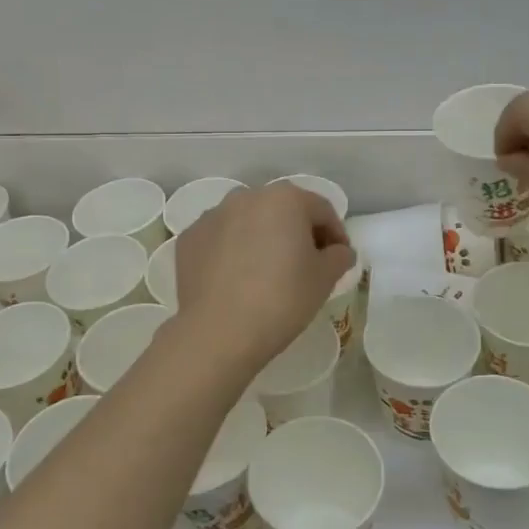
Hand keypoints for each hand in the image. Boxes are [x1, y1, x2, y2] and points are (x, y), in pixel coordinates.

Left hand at [174, 185, 355, 368]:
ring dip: (262, 238)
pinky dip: (232, 251)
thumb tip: (338, 251)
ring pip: (248, 221)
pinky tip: (236, 280)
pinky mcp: (189, 239)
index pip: (322, 210)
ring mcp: (213, 216)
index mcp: (285, 199)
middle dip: (297, 232)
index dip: (335, 234)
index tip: (339, 260)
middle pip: (282, 210)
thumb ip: (339, 256)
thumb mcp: (324, 279)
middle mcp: (246, 196)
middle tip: (306, 265)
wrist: (219, 332)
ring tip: (267, 272)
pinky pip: (220, 239)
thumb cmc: (282, 299)